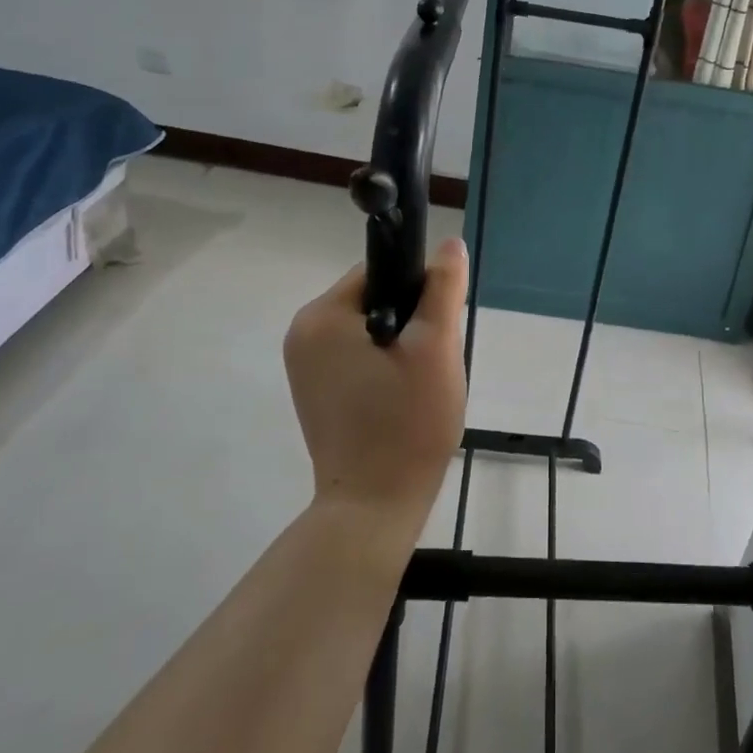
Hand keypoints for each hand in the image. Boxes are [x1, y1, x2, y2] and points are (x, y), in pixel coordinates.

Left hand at [283, 238, 469, 531]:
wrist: (373, 508)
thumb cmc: (406, 423)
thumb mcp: (436, 347)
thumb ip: (442, 288)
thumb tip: (449, 244)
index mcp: (321, 316)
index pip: (380, 272)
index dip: (419, 290)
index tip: (440, 326)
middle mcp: (303, 334)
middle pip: (375, 299)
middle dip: (412, 321)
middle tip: (434, 361)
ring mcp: (305, 366)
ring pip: (372, 329)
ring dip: (402, 345)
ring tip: (420, 383)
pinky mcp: (316, 391)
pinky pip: (359, 356)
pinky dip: (385, 366)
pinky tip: (402, 398)